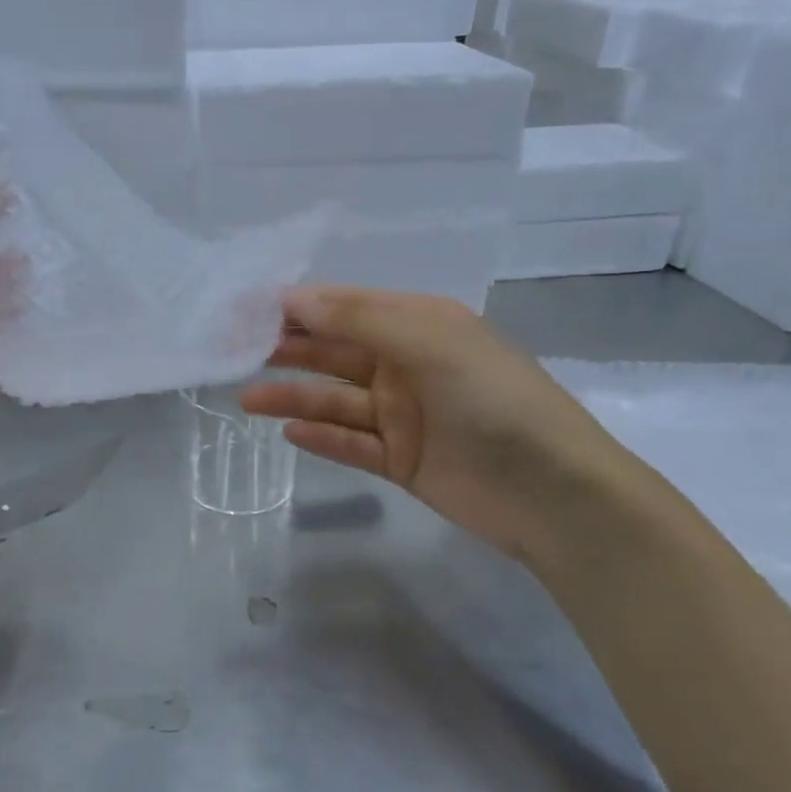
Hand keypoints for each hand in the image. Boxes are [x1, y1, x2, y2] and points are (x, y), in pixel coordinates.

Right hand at [241, 286, 640, 568]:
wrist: (553, 493)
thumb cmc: (495, 401)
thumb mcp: (431, 344)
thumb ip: (360, 321)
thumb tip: (295, 298)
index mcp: (421, 326)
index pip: (349, 307)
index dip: (301, 307)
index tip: (250, 309)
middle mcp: (408, 365)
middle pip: (337, 352)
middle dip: (290, 350)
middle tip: (237, 351)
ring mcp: (404, 415)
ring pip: (336, 401)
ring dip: (294, 398)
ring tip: (247, 399)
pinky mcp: (402, 460)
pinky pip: (352, 444)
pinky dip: (322, 438)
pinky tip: (289, 433)